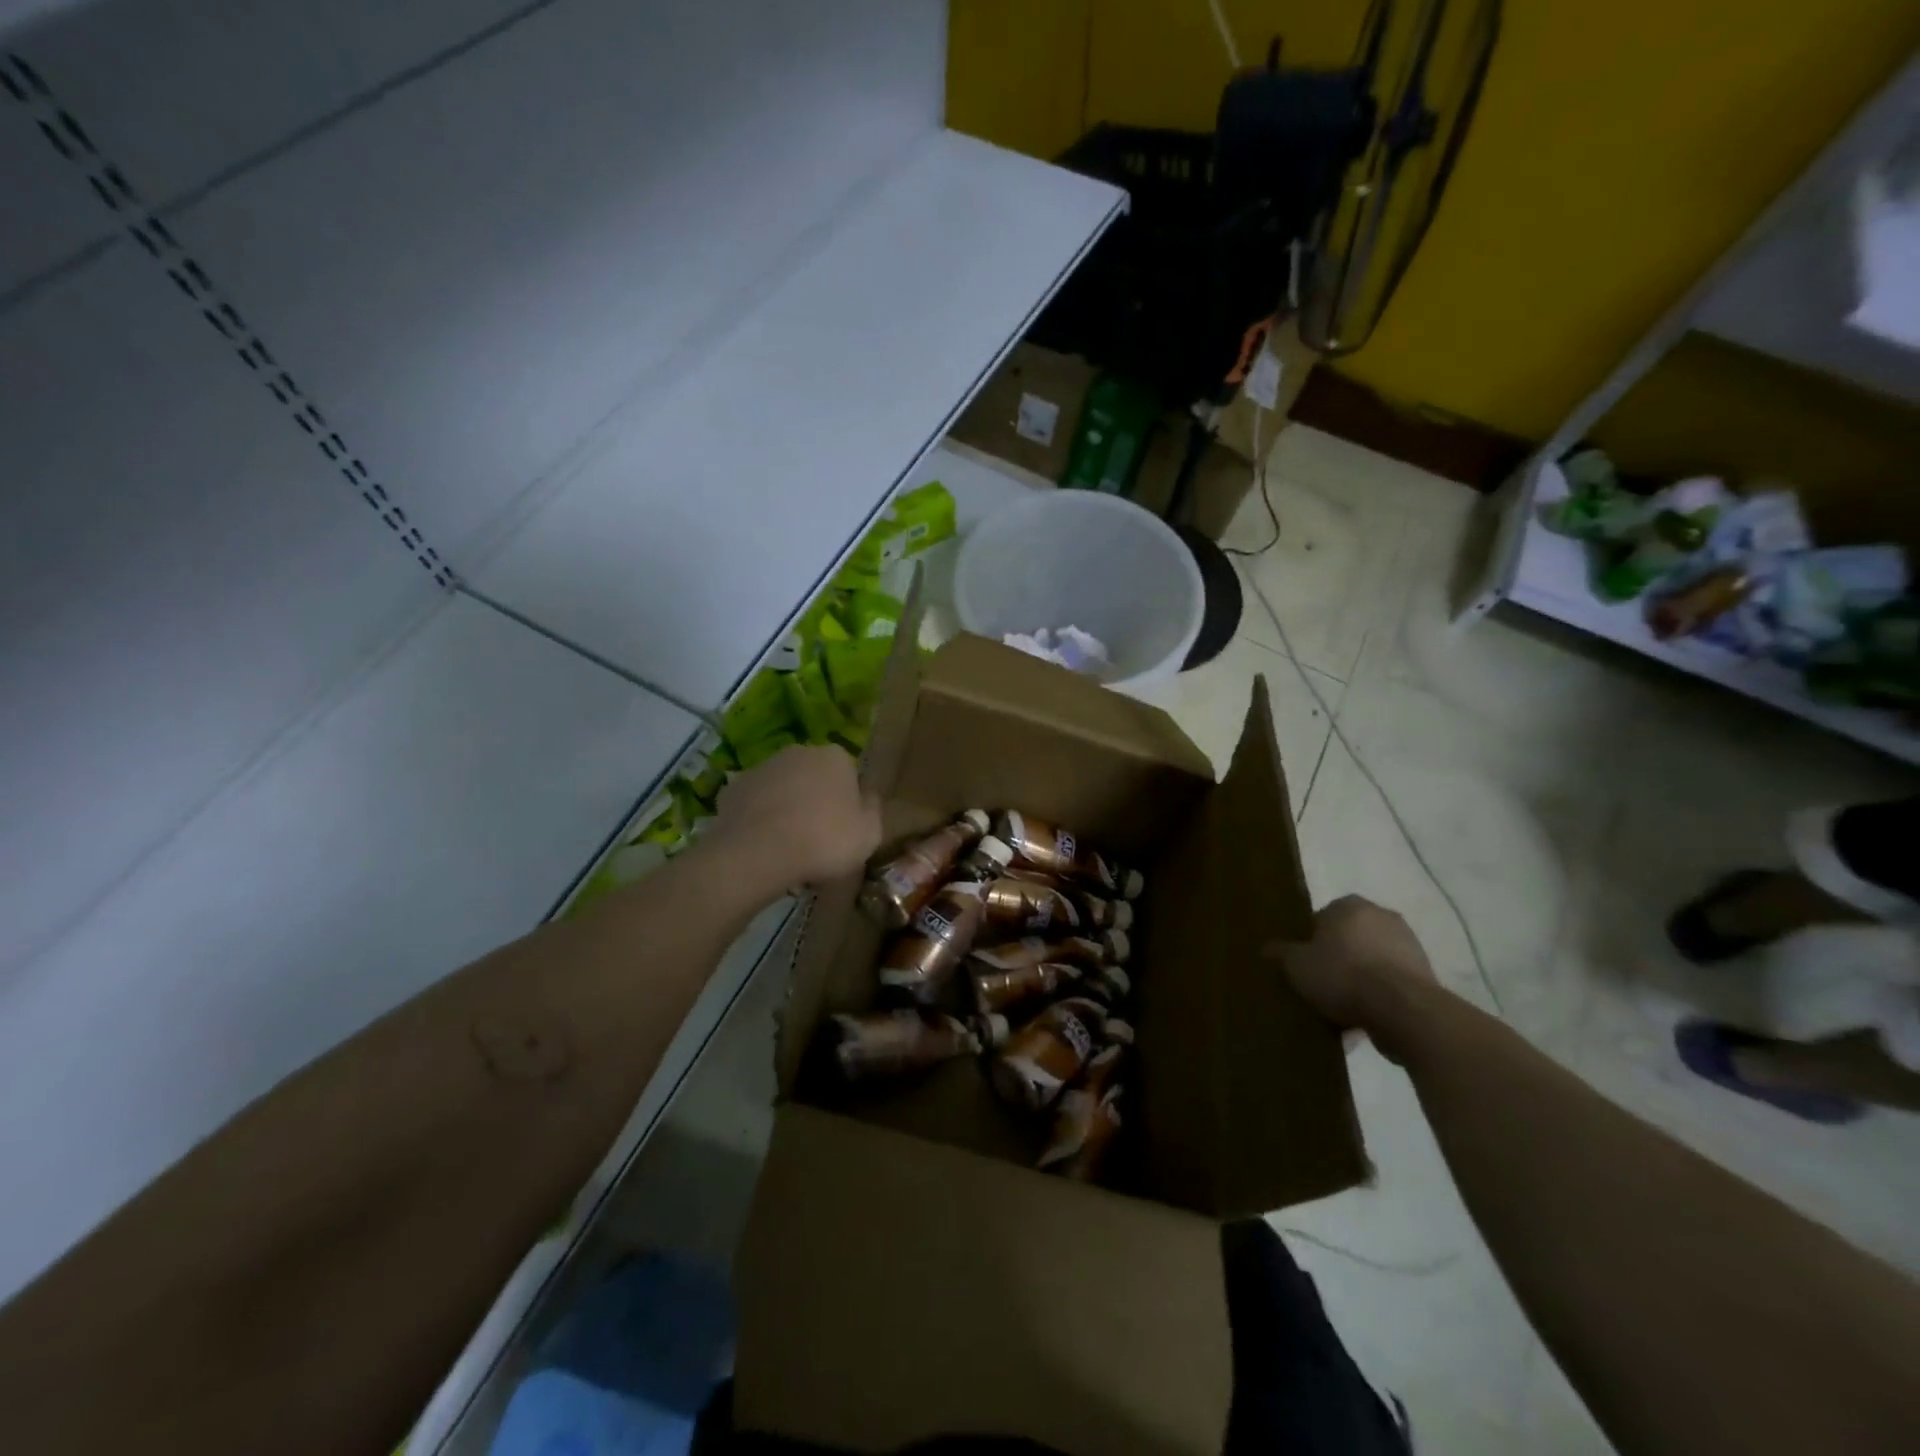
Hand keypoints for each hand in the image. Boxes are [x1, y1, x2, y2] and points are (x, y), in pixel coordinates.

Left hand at [707, 744, 881, 890]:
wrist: (757, 853)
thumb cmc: (824, 840)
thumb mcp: (870, 833)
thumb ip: (873, 809)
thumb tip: (867, 797)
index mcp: (835, 756)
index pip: (849, 774)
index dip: (849, 802)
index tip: (846, 829)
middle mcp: (799, 752)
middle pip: (814, 776)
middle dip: (817, 800)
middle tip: (818, 838)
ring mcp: (762, 767)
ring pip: (783, 788)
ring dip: (787, 808)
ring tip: (789, 846)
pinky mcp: (733, 788)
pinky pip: (755, 804)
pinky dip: (759, 819)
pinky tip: (762, 845)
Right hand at [1268, 895, 1439, 1063]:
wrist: (1403, 1010)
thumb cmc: (1342, 975)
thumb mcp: (1296, 965)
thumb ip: (1280, 953)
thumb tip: (1268, 948)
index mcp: (1349, 905)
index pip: (1321, 918)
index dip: (1308, 942)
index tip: (1303, 965)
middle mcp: (1381, 916)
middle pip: (1348, 939)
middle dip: (1336, 960)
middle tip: (1320, 986)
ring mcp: (1408, 945)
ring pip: (1371, 963)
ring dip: (1359, 981)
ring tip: (1340, 1010)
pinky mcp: (1426, 975)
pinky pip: (1390, 984)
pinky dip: (1378, 998)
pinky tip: (1362, 1021)